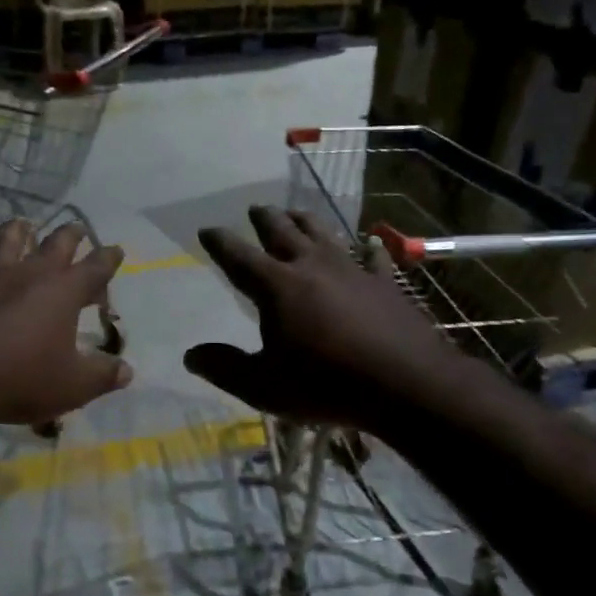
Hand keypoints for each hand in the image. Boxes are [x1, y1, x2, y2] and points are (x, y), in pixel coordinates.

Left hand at [0, 219, 131, 427]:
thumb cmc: (19, 380)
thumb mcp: (72, 387)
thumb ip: (102, 376)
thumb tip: (126, 371)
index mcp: (61, 291)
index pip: (94, 267)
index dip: (108, 258)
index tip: (116, 250)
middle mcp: (25, 273)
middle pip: (54, 243)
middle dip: (70, 234)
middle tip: (77, 229)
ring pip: (5, 241)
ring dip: (18, 232)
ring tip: (23, 226)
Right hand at [186, 206, 455, 428]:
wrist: (404, 382)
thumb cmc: (324, 384)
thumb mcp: (262, 386)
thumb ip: (224, 368)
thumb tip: (191, 355)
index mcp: (276, 287)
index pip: (239, 257)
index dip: (220, 242)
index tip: (207, 229)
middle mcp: (312, 266)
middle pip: (282, 232)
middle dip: (264, 219)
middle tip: (255, 209)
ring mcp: (352, 270)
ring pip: (323, 234)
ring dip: (305, 221)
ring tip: (295, 214)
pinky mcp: (385, 283)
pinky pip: (373, 257)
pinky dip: (367, 248)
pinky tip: (369, 242)